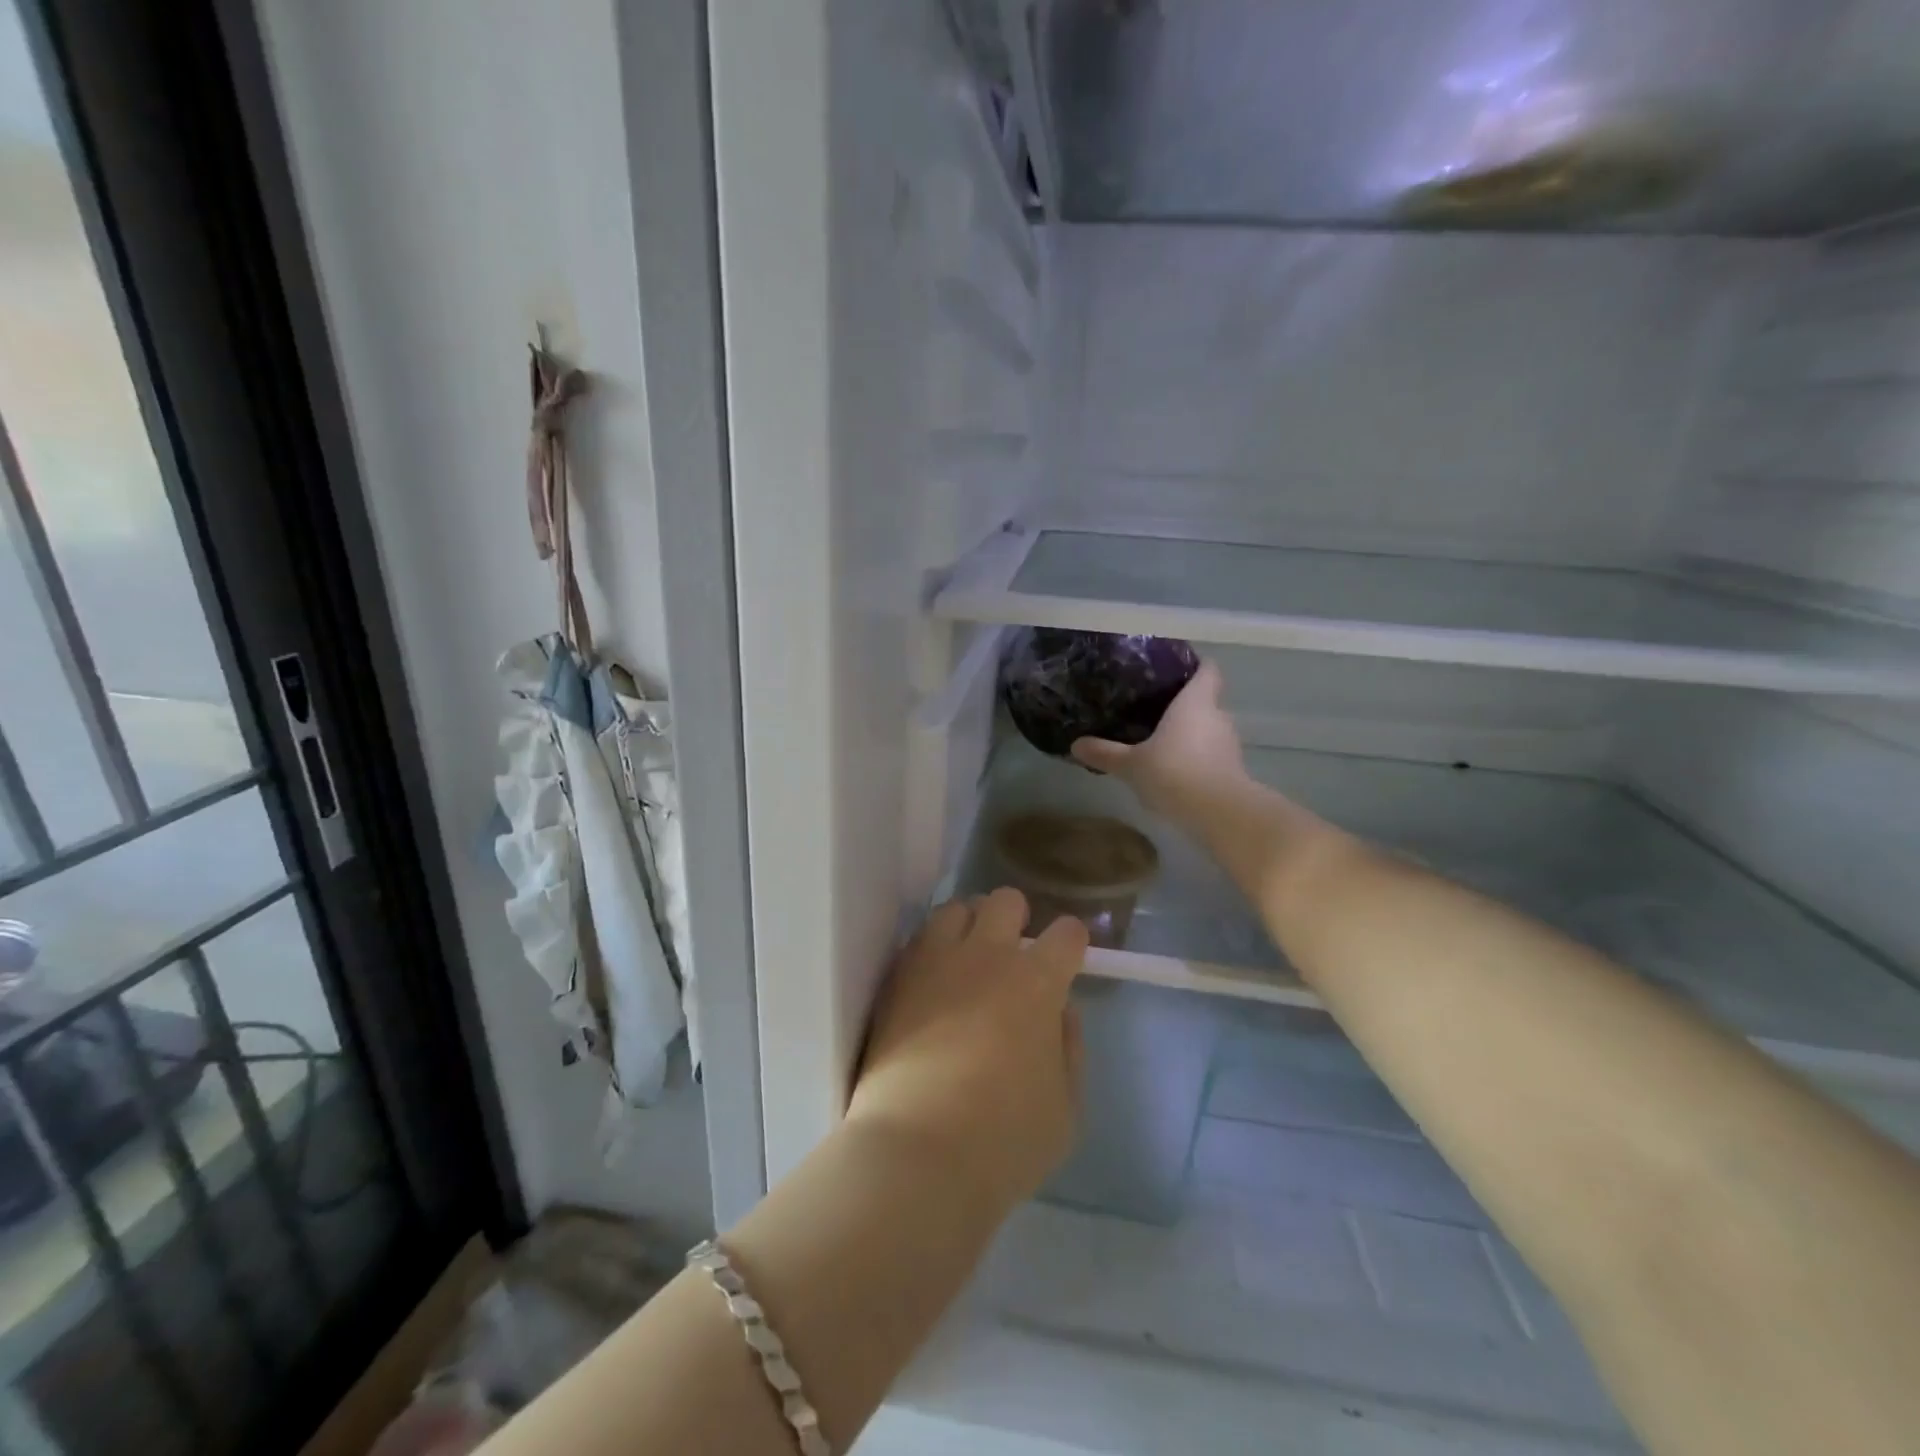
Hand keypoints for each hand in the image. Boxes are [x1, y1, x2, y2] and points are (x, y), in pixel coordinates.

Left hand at [848, 889, 1087, 1211]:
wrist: (916, 1153)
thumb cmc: (1004, 1141)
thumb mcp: (1065, 1108)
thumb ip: (1069, 1048)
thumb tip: (1060, 1011)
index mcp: (1037, 983)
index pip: (1066, 933)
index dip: (1071, 942)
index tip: (1067, 960)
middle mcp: (987, 956)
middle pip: (1006, 900)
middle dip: (1015, 919)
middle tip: (1011, 957)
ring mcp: (935, 961)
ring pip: (955, 908)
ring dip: (968, 926)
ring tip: (965, 961)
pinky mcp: (896, 978)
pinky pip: (918, 940)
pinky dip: (931, 950)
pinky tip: (931, 984)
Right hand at [1070, 661, 1248, 821]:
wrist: (1218, 813)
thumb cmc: (1173, 772)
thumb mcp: (1130, 764)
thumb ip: (1105, 753)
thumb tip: (1075, 745)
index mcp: (1196, 702)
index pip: (1207, 670)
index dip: (1195, 665)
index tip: (1176, 668)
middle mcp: (1217, 716)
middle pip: (1206, 700)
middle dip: (1185, 704)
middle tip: (1156, 708)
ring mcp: (1229, 744)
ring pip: (1209, 729)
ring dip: (1191, 734)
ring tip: (1163, 740)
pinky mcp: (1233, 770)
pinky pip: (1212, 754)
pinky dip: (1197, 758)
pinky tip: (1175, 770)